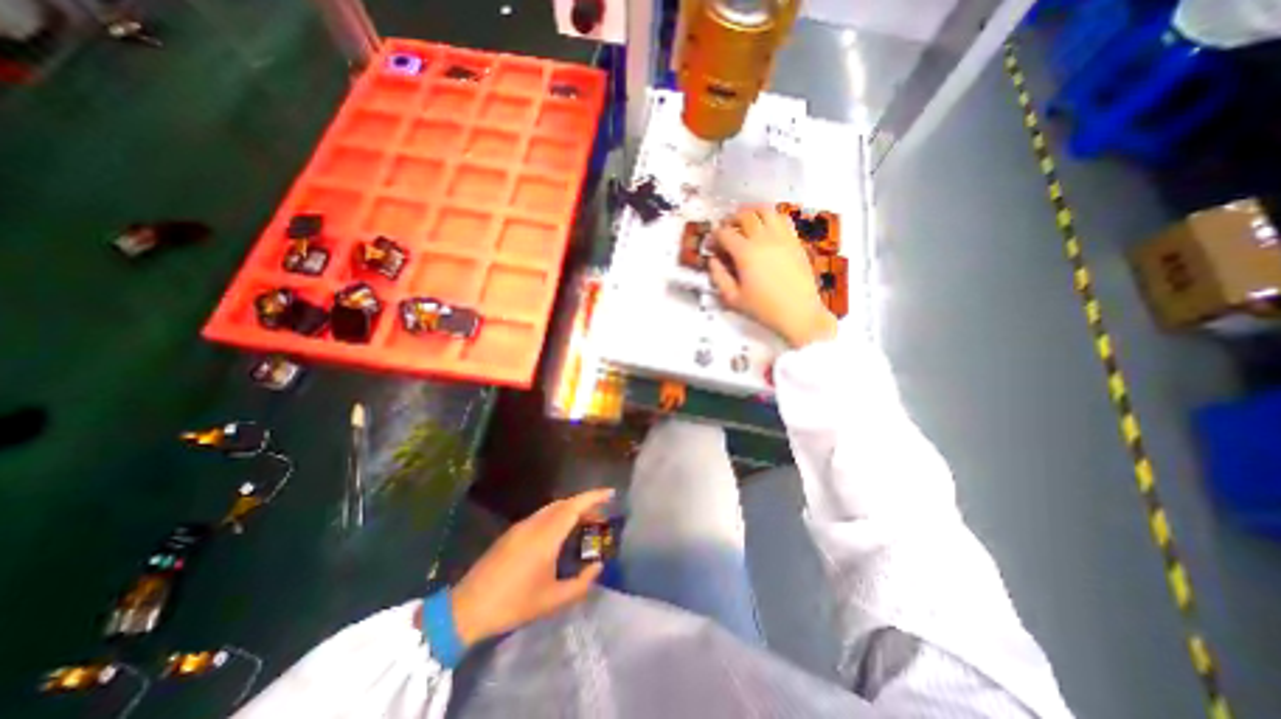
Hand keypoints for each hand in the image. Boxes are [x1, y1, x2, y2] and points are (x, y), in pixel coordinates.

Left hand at [446, 487, 610, 644]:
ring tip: (585, 525)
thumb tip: (597, 567)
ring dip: (571, 510)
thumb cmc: (513, 604)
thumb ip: (581, 583)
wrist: (468, 608)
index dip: (594, 497)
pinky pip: (542, 516)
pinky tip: (561, 534)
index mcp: (546, 536)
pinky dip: (558, 517)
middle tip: (602, 516)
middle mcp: (534, 524)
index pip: (574, 507)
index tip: (610, 493)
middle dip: (585, 504)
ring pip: (552, 508)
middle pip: (564, 504)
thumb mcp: (552, 600)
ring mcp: (521, 527)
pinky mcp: (513, 532)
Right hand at [704, 204, 835, 347]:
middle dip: (731, 219)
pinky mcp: (795, 241)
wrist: (798, 313)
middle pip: (744, 215)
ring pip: (766, 211)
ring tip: (746, 223)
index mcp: (745, 253)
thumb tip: (713, 260)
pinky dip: (771, 218)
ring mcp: (782, 237)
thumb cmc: (763, 309)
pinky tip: (767, 229)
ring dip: (752, 213)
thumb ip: (718, 276)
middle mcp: (763, 239)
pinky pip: (783, 219)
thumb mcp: (733, 298)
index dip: (714, 236)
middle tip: (726, 230)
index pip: (725, 233)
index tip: (711, 245)